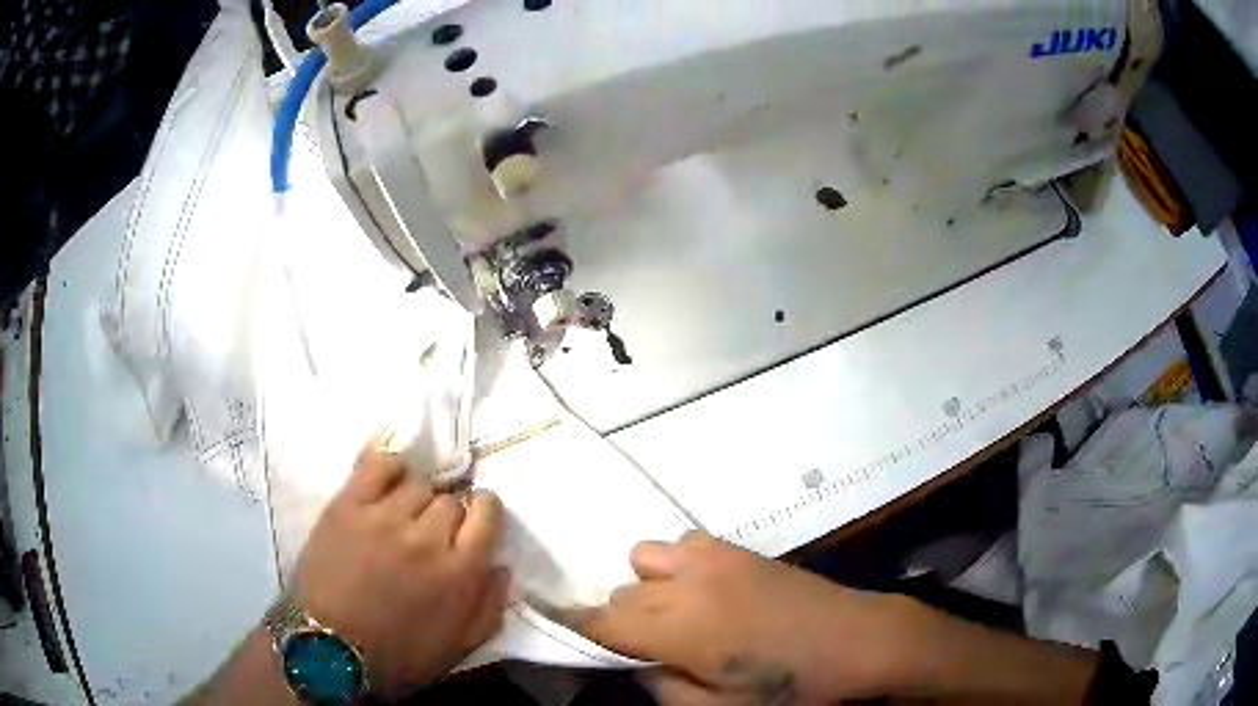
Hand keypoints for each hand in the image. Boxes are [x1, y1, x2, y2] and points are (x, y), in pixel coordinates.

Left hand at [293, 436, 508, 697]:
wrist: (330, 650)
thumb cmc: (399, 655)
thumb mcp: (459, 647)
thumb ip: (490, 606)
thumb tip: (502, 565)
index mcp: (460, 573)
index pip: (486, 511)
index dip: (483, 508)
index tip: (474, 516)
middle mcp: (427, 538)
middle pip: (449, 498)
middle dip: (447, 513)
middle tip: (430, 531)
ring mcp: (384, 518)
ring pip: (416, 483)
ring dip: (416, 497)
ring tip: (402, 513)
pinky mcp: (348, 506)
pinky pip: (376, 464)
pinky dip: (388, 461)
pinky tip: (390, 472)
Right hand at [577, 532, 920, 704]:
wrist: (857, 640)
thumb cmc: (790, 686)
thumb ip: (663, 688)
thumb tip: (639, 665)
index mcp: (678, 627)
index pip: (602, 622)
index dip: (577, 631)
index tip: (570, 640)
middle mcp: (686, 581)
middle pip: (620, 592)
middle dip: (619, 621)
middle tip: (645, 647)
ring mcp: (713, 556)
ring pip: (645, 558)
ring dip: (648, 588)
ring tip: (677, 616)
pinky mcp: (738, 547)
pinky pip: (684, 544)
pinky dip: (679, 566)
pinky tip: (707, 592)